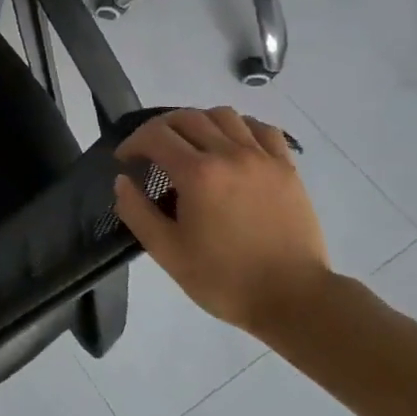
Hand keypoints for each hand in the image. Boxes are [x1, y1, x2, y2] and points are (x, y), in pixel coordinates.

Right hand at [113, 106, 333, 333]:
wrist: (294, 300)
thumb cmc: (225, 279)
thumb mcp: (167, 252)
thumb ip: (136, 211)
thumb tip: (122, 181)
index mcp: (197, 174)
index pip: (155, 135)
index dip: (133, 143)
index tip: (125, 161)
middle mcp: (229, 154)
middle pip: (186, 117)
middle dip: (160, 129)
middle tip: (151, 152)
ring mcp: (262, 158)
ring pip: (223, 114)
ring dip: (198, 122)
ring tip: (191, 145)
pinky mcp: (287, 168)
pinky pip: (261, 129)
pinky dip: (239, 127)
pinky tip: (232, 145)